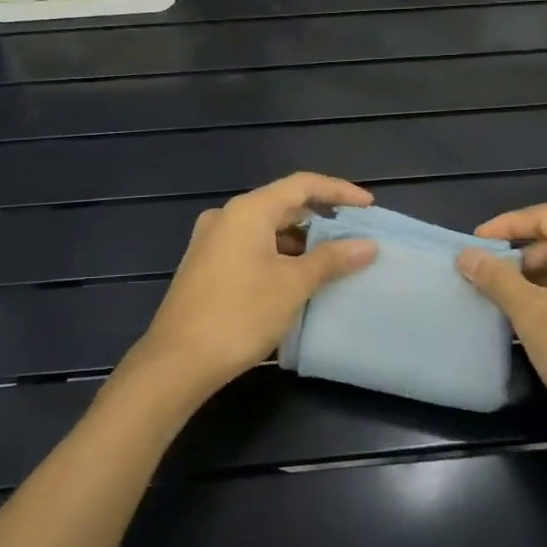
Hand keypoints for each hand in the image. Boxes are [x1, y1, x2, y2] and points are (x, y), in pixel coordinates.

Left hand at [128, 172, 377, 403]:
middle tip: (354, 234)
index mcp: (248, 210)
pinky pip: (252, 247)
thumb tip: (368, 245)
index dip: (339, 191)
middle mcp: (227, 216)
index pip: (302, 185)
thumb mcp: (293, 285)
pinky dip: (279, 254)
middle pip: (283, 204)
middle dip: (321, 217)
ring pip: (267, 228)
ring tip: (333, 259)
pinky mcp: (206, 265)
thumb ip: (332, 259)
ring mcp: (212, 241)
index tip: (369, 207)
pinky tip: (297, 277)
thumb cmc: (240, 314)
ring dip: (300, 240)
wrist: (177, 361)